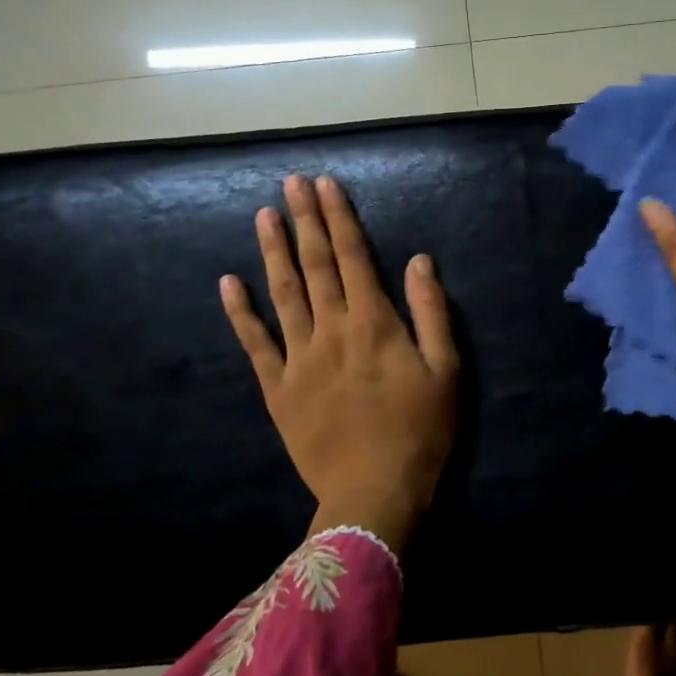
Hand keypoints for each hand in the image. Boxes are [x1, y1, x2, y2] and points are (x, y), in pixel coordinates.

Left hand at [220, 174, 458, 551]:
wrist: (375, 493)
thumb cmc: (421, 431)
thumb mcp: (446, 370)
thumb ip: (432, 311)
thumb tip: (419, 260)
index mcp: (374, 323)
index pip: (353, 257)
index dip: (339, 218)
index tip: (325, 185)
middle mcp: (332, 330)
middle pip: (315, 265)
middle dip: (304, 220)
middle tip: (292, 183)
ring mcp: (299, 358)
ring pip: (283, 294)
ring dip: (273, 252)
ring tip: (264, 215)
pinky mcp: (278, 388)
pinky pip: (255, 344)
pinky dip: (240, 313)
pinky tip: (229, 283)